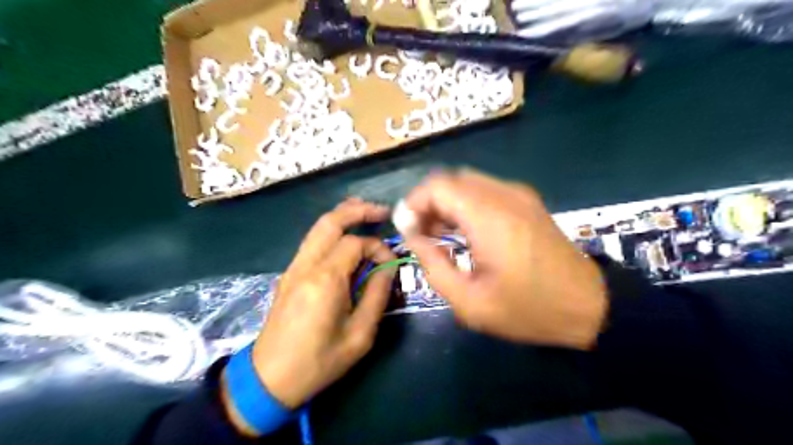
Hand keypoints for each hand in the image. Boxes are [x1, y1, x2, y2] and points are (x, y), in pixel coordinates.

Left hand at [222, 198, 396, 427]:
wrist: (269, 378)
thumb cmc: (318, 361)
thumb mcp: (359, 335)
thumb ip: (377, 295)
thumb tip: (388, 268)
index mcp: (325, 280)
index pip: (356, 243)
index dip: (378, 246)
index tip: (390, 263)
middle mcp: (306, 265)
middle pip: (330, 221)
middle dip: (357, 210)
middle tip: (381, 211)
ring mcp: (294, 267)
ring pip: (318, 228)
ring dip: (342, 216)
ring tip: (366, 214)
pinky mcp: (289, 274)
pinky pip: (312, 242)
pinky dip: (331, 231)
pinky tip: (345, 238)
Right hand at [404, 168, 608, 348]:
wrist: (591, 307)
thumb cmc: (528, 310)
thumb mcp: (470, 303)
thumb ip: (434, 266)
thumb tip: (414, 238)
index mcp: (490, 217)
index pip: (438, 186)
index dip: (414, 203)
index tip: (406, 229)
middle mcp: (505, 195)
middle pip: (451, 179)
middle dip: (427, 202)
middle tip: (420, 233)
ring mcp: (520, 195)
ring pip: (467, 182)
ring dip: (446, 203)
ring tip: (438, 234)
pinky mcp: (527, 202)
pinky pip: (485, 191)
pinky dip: (465, 204)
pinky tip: (464, 231)